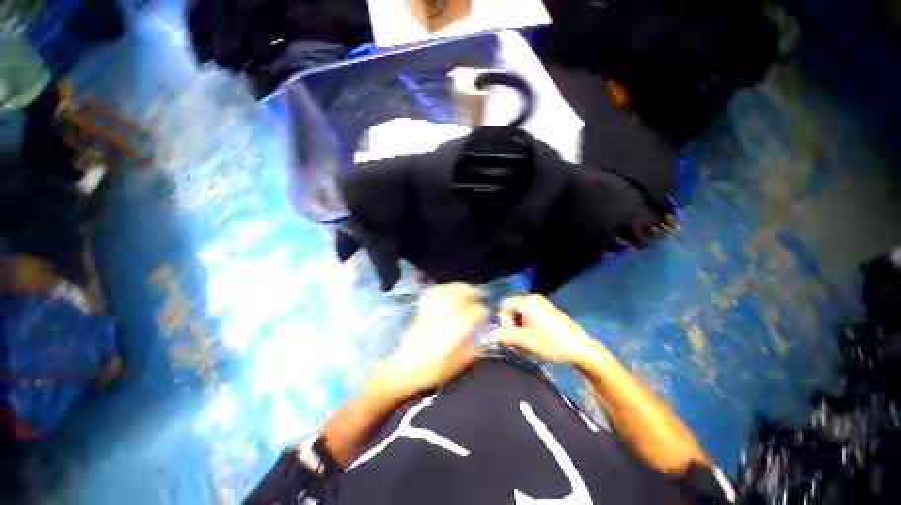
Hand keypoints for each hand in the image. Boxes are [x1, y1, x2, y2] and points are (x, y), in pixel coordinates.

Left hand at [376, 283, 488, 394]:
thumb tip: (481, 337)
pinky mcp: (425, 308)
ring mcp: (436, 307)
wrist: (407, 367)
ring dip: (460, 287)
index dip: (484, 312)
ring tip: (466, 290)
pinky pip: (434, 292)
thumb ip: (475, 347)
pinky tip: (446, 290)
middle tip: (478, 297)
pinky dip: (443, 288)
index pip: (478, 310)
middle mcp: (449, 311)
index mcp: (460, 324)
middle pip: (464, 293)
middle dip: (474, 293)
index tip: (485, 317)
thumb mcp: (461, 362)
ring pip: (450, 289)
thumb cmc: (436, 367)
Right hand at [489, 295, 592, 363]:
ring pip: (521, 313)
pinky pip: (531, 314)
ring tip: (527, 342)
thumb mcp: (526, 341)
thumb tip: (490, 336)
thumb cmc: (552, 343)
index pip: (505, 305)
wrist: (581, 349)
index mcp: (528, 302)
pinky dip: (528, 325)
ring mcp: (543, 304)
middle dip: (512, 325)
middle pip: (513, 309)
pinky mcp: (549, 310)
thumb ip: (506, 336)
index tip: (511, 335)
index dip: (504, 320)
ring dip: (520, 326)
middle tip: (518, 341)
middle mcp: (534, 299)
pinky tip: (535, 338)